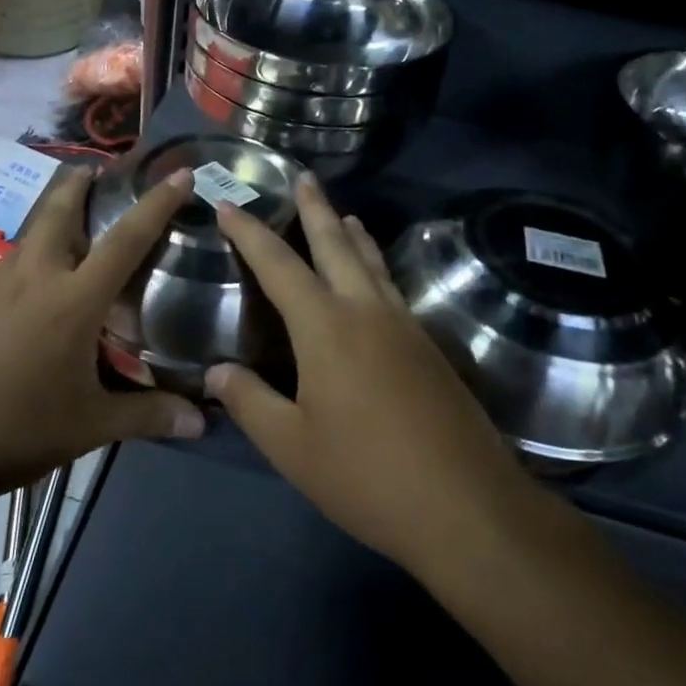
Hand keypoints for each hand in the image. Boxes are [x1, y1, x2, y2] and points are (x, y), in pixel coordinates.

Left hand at [0, 166, 203, 532]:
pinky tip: (28, 300)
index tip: (178, 173)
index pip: (126, 240)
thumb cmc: (13, 430)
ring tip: (71, 241)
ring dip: (51, 224)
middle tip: (96, 173)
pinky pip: (6, 269)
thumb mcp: (88, 427)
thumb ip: (147, 416)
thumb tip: (202, 422)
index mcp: (73, 300)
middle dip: (79, 184)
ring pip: (29, 238)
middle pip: (59, 210)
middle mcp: (33, 277)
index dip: (156, 203)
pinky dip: (27, 266)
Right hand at [206, 175, 530, 580]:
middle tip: (302, 178)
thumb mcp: (292, 447)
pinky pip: (393, 288)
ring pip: (372, 263)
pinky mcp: (430, 349)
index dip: (249, 232)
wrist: (468, 507)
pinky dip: (376, 266)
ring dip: (352, 234)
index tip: (227, 205)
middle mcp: (367, 312)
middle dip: (315, 210)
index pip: (278, 265)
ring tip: (342, 214)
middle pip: (336, 245)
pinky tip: (376, 280)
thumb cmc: (367, 475)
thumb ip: (250, 402)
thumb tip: (216, 373)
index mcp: (326, 327)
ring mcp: (405, 327)